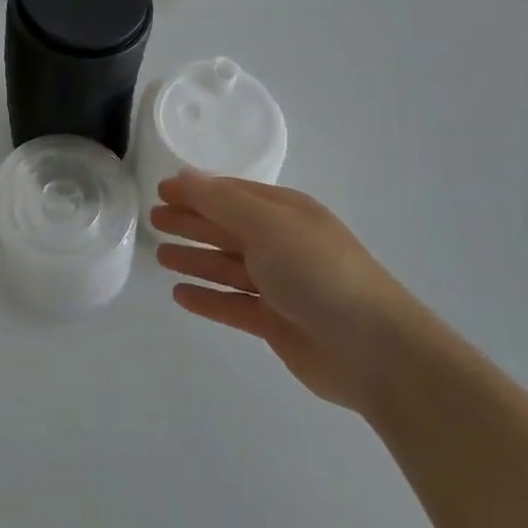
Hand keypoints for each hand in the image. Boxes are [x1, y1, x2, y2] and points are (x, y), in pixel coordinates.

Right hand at [152, 173, 425, 413]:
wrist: (375, 350)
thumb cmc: (318, 272)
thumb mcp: (267, 224)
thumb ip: (220, 200)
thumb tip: (183, 177)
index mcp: (285, 212)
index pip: (231, 194)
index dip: (196, 191)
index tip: (160, 191)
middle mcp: (282, 243)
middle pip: (227, 227)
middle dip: (191, 222)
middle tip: (153, 221)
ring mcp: (280, 285)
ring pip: (227, 266)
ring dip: (195, 259)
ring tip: (160, 256)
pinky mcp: (277, 323)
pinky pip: (233, 304)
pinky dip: (207, 298)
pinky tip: (180, 295)